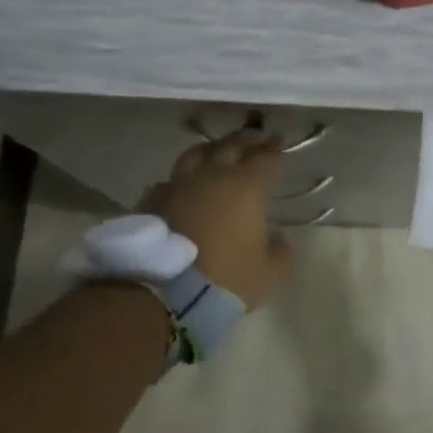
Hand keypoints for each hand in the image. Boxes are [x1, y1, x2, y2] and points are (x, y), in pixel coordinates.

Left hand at [142, 129, 293, 309]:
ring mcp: (178, 186)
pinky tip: (184, 186)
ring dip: (213, 149)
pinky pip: (170, 181)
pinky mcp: (151, 202)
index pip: (266, 158)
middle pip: (231, 145)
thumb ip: (281, 250)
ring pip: (197, 154)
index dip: (276, 149)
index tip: (281, 143)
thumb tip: (276, 238)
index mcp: (247, 187)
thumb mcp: (271, 273)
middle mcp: (212, 176)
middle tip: (258, 137)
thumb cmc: (227, 280)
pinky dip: (183, 179)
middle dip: (248, 139)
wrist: (163, 295)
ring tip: (219, 151)